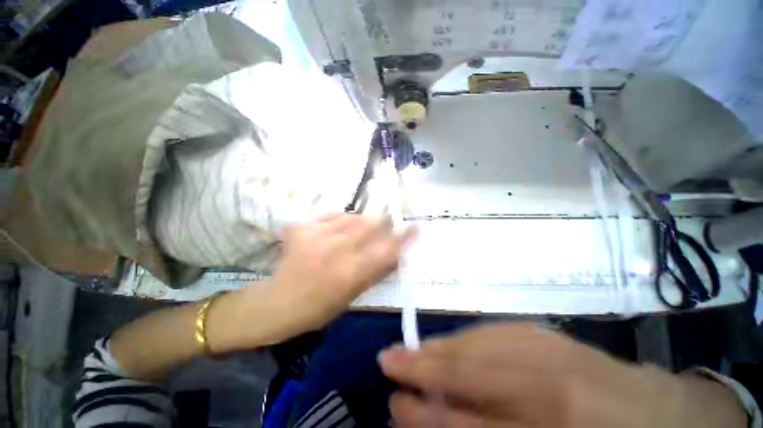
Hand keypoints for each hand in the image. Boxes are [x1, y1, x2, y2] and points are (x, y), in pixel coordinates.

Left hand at [269, 213, 415, 332]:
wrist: (277, 302)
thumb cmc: (318, 308)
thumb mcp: (353, 295)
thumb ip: (376, 271)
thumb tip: (397, 253)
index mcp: (349, 274)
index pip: (386, 249)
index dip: (403, 237)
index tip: (415, 228)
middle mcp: (335, 251)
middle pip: (370, 224)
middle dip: (383, 222)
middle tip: (385, 226)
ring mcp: (316, 235)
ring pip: (353, 217)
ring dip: (362, 222)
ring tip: (358, 232)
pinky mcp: (302, 227)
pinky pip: (332, 215)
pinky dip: (342, 219)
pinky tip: (339, 229)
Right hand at [379, 323, 746, 427]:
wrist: (654, 414)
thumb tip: (428, 414)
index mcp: (553, 422)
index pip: (469, 419)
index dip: (424, 411)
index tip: (392, 401)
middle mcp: (547, 378)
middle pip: (467, 369)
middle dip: (422, 366)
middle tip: (388, 359)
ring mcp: (546, 345)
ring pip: (475, 343)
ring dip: (439, 349)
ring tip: (412, 351)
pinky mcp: (543, 331)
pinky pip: (490, 332)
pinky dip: (464, 339)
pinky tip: (449, 344)